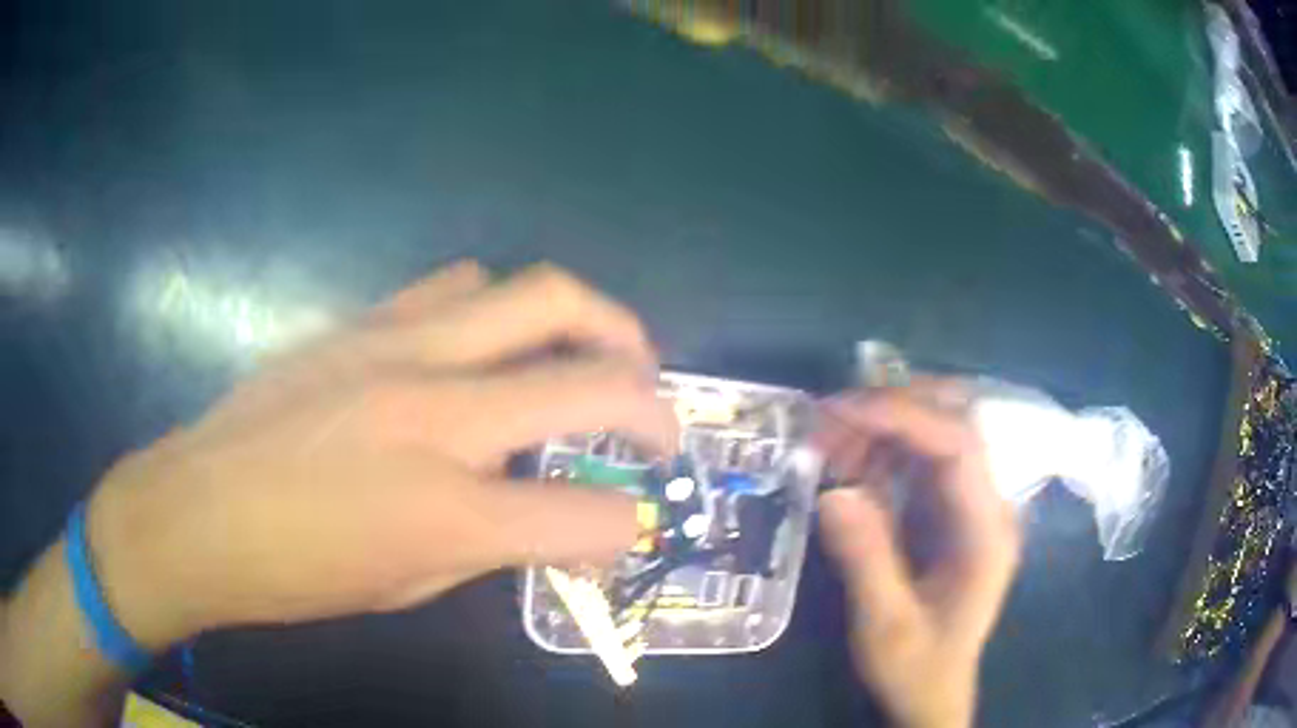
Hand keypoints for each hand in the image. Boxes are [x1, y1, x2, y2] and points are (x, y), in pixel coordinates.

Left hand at [86, 261, 678, 650]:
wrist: (198, 509)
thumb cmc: (295, 573)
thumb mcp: (406, 586)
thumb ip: (491, 544)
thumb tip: (553, 524)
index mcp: (444, 509)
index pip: (587, 514)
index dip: (626, 527)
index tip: (627, 531)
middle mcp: (436, 413)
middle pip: (592, 375)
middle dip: (651, 403)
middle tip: (659, 421)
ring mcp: (398, 348)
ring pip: (538, 293)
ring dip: (593, 326)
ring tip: (597, 358)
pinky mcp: (364, 320)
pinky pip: (461, 285)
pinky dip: (503, 309)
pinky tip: (491, 343)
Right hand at [815, 383, 1021, 727]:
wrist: (932, 693)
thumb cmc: (916, 667)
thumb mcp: (885, 626)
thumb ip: (866, 560)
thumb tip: (833, 493)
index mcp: (985, 531)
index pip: (959, 445)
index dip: (903, 415)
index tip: (842, 412)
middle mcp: (986, 505)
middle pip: (954, 421)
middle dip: (893, 408)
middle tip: (830, 420)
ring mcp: (968, 504)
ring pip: (934, 432)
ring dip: (881, 426)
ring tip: (829, 445)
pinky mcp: (948, 511)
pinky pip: (918, 459)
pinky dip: (880, 450)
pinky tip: (848, 466)